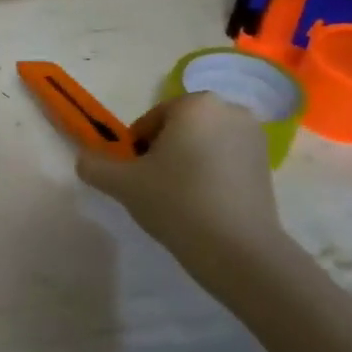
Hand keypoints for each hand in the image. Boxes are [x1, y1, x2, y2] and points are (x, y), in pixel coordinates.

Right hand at [76, 92, 287, 293]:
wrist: (236, 248)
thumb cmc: (176, 201)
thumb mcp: (122, 183)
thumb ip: (95, 165)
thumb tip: (84, 160)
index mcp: (195, 104)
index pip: (151, 120)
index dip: (136, 149)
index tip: (134, 177)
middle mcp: (230, 110)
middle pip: (179, 129)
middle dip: (163, 153)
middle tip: (153, 188)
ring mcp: (254, 137)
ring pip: (203, 145)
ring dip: (187, 164)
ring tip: (178, 200)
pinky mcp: (267, 165)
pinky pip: (225, 162)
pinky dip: (210, 176)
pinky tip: (203, 206)